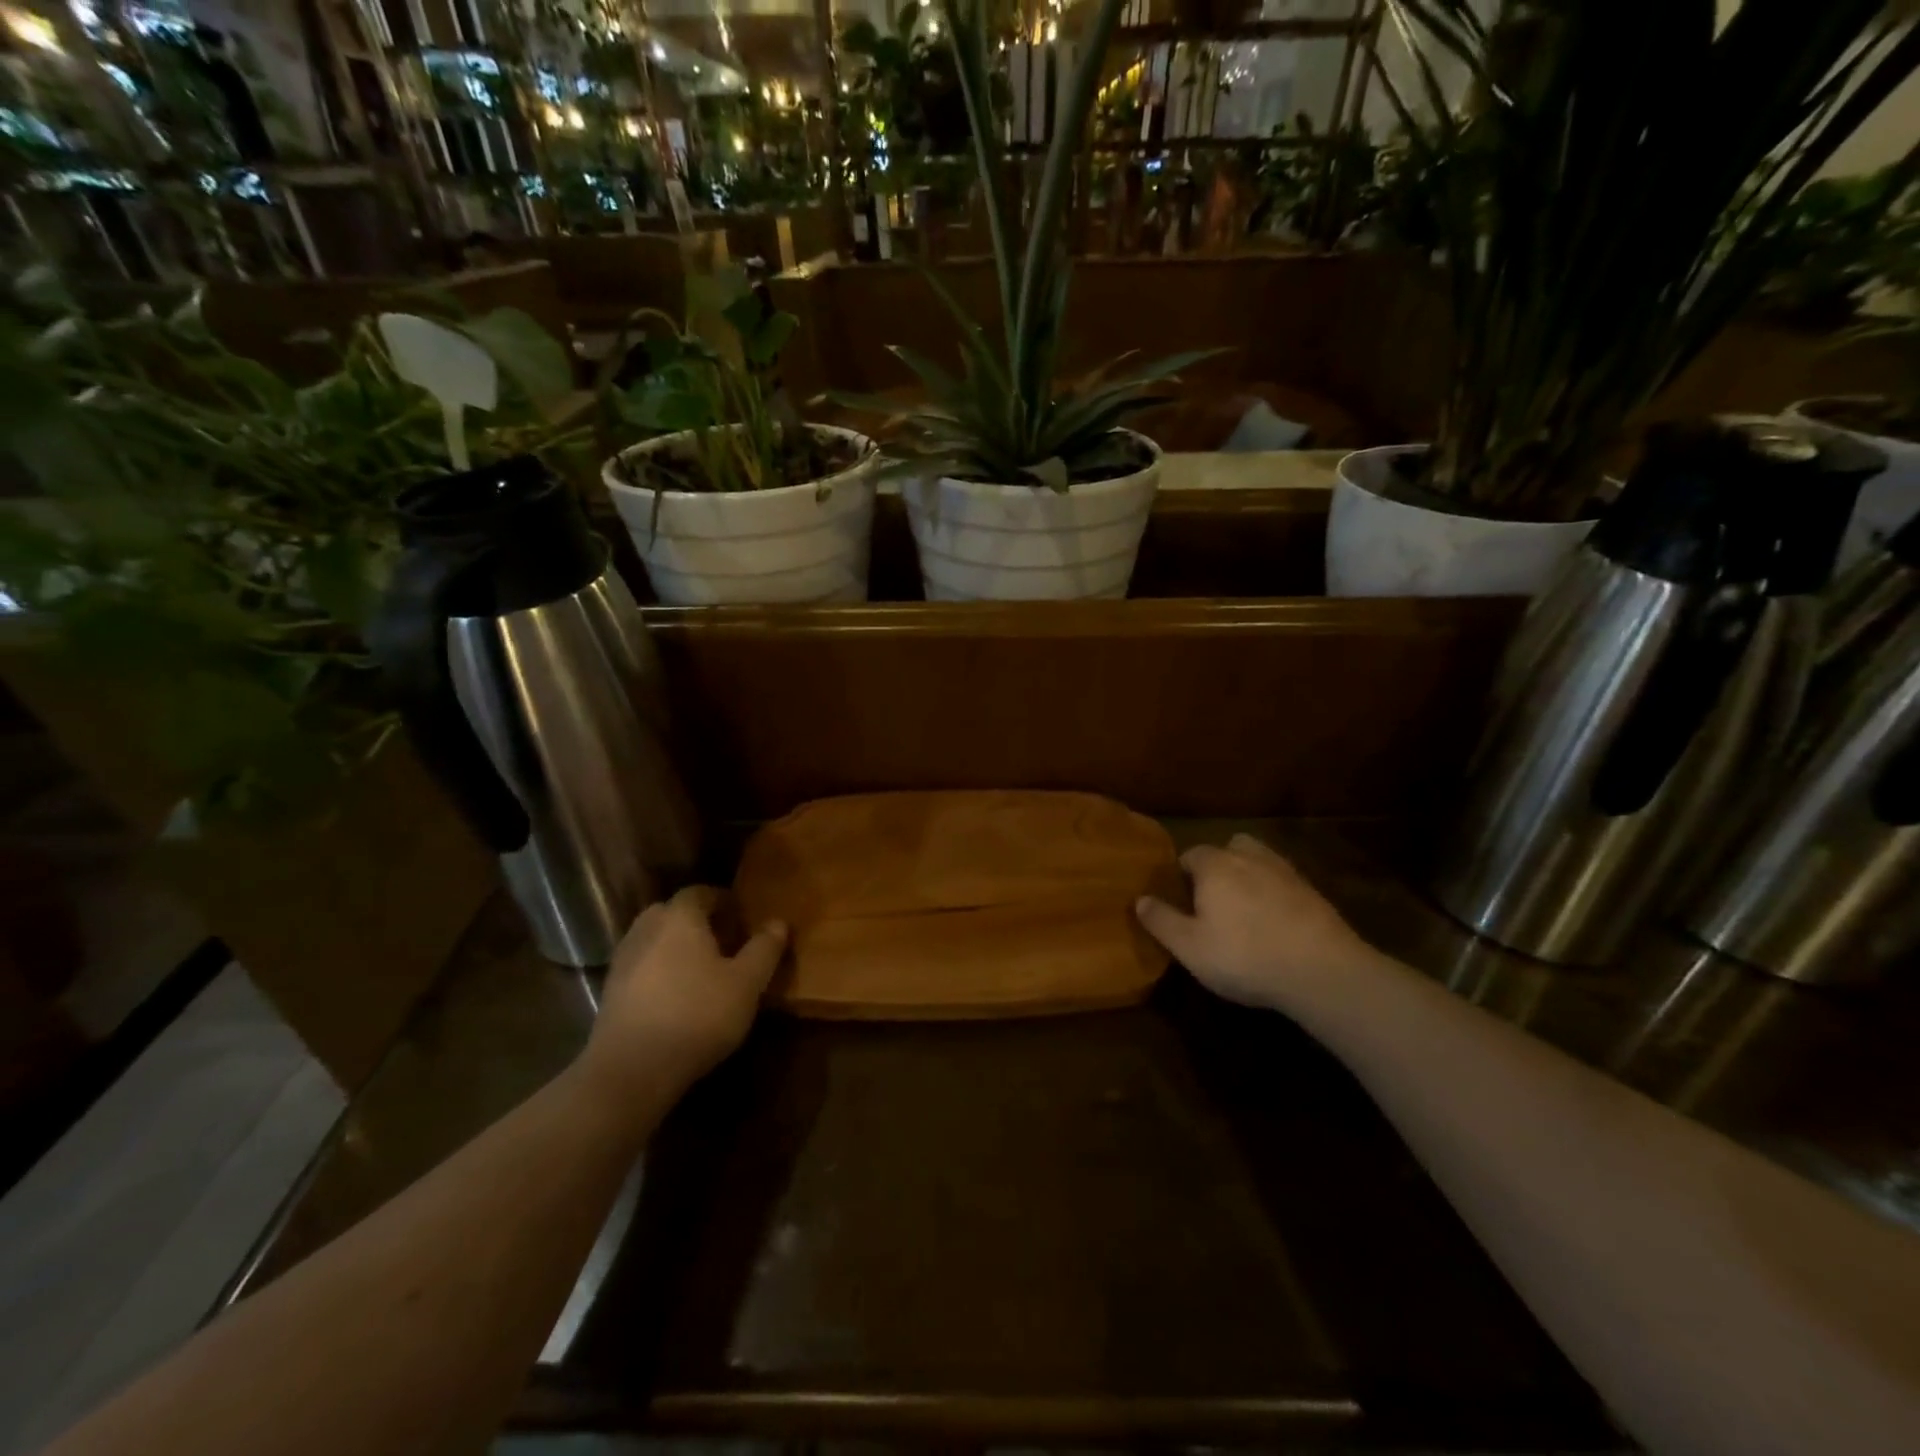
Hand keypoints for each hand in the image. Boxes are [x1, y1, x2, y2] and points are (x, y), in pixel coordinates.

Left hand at [581, 886, 786, 1100]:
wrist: (631, 1069)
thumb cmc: (698, 1015)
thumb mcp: (746, 983)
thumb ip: (764, 949)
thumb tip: (778, 922)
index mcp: (680, 918)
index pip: (700, 892)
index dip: (722, 900)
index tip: (741, 915)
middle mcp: (647, 929)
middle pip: (672, 912)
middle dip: (696, 921)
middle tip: (723, 940)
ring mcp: (623, 961)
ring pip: (653, 939)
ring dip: (675, 946)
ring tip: (701, 969)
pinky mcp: (611, 992)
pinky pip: (641, 967)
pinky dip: (659, 971)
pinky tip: (676, 996)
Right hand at [1135, 833, 1374, 1009]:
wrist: (1322, 970)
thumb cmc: (1244, 956)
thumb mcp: (1190, 947)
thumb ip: (1161, 921)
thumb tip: (1140, 899)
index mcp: (1214, 866)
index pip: (1189, 855)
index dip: (1181, 875)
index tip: (1179, 900)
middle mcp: (1248, 857)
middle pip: (1227, 849)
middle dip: (1217, 867)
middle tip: (1212, 900)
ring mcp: (1285, 871)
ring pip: (1258, 861)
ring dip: (1249, 875)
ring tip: (1244, 907)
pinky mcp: (1312, 892)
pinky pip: (1283, 882)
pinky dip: (1275, 894)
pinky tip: (1274, 922)